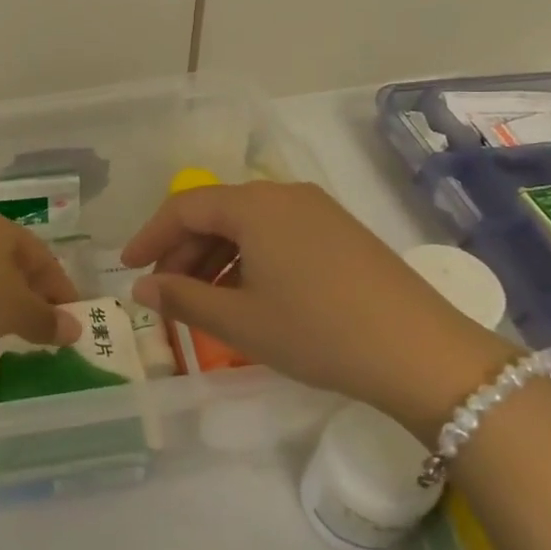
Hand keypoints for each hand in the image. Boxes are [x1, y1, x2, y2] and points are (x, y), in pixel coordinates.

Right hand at [122, 182, 512, 438]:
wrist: (423, 354)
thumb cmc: (318, 332)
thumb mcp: (240, 321)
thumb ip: (182, 299)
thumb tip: (141, 289)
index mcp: (254, 205)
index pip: (183, 208)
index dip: (149, 237)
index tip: (126, 268)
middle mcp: (283, 195)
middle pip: (215, 213)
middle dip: (182, 252)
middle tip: (164, 293)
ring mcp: (317, 211)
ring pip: (246, 226)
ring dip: (215, 260)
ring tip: (202, 303)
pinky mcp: (340, 233)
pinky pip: (276, 236)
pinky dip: (249, 261)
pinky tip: (248, 297)